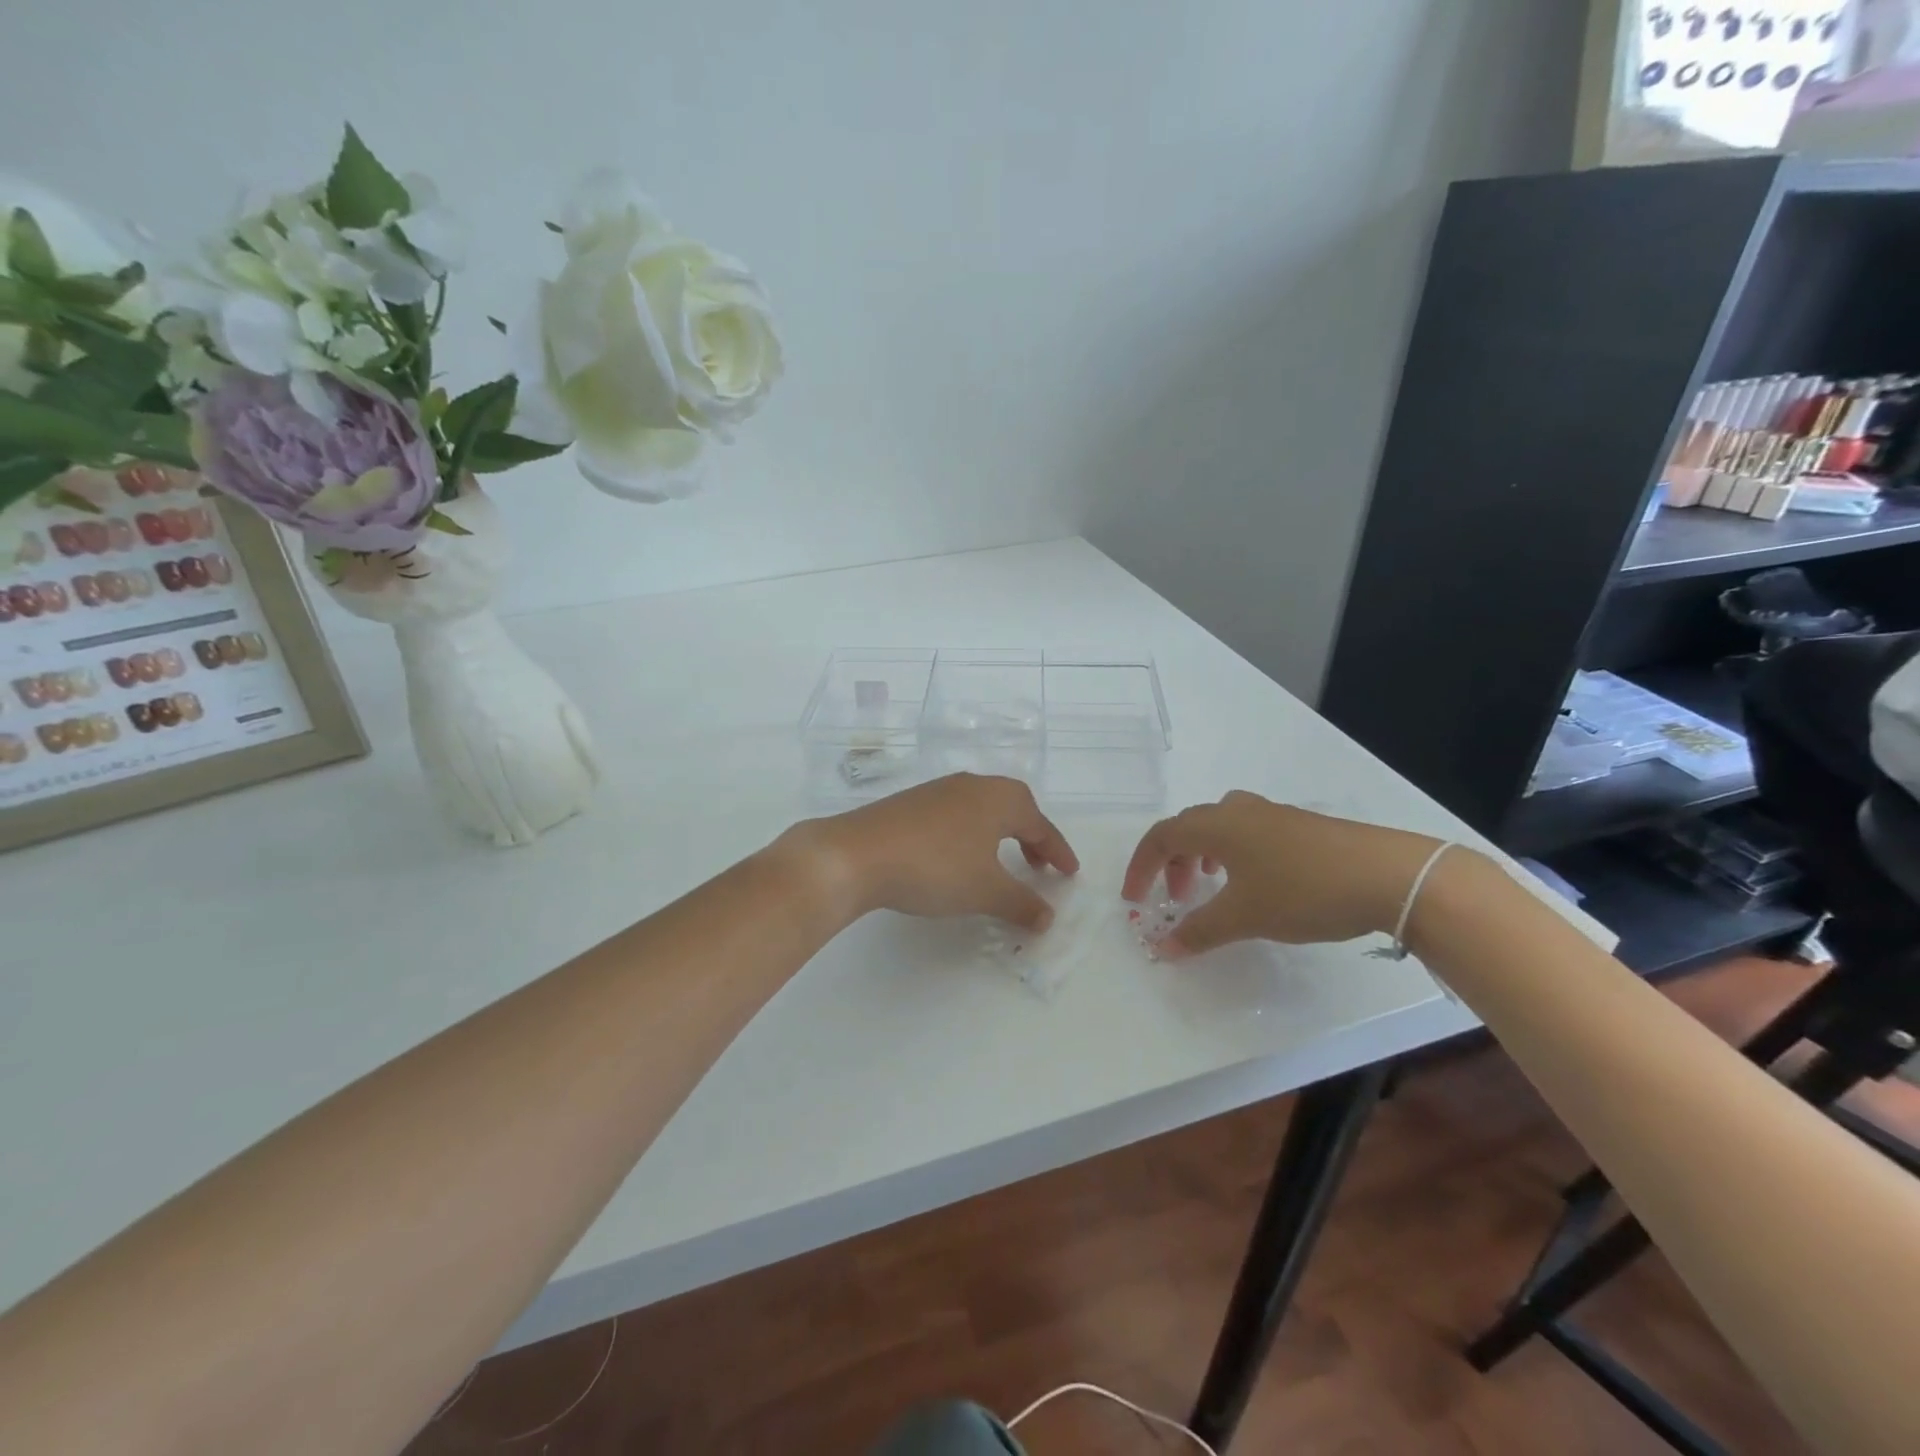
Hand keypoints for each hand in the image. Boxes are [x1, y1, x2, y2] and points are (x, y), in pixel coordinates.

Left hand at [798, 774, 1079, 929]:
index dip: (1057, 851)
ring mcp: (938, 791)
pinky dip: (970, 835)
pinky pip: (956, 816)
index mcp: (999, 798)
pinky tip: (957, 858)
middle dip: (1030, 837)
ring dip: (999, 835)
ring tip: (1000, 864)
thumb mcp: (986, 891)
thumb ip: (1022, 903)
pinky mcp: (910, 803)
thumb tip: (1047, 916)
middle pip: (1013, 808)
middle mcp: (972, 786)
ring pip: (982, 810)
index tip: (1069, 872)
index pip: (1040, 824)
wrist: (857, 854)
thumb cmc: (935, 868)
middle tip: (1039, 867)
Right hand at [1122, 791, 1449, 957]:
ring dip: (1201, 857)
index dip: (1140, 867)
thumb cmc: (1303, 890)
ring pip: (1218, 828)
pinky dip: (1231, 855)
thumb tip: (1161, 947)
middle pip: (1187, 828)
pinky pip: (1246, 833)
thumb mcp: (1244, 916)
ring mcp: (1271, 815)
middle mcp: (1237, 811)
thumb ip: (1198, 931)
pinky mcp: (1299, 826)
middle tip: (1175, 900)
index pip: (1160, 837)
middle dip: (1171, 864)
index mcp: (1216, 825)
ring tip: (1209, 888)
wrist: (1388, 875)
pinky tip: (1254, 882)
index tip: (1134, 899)